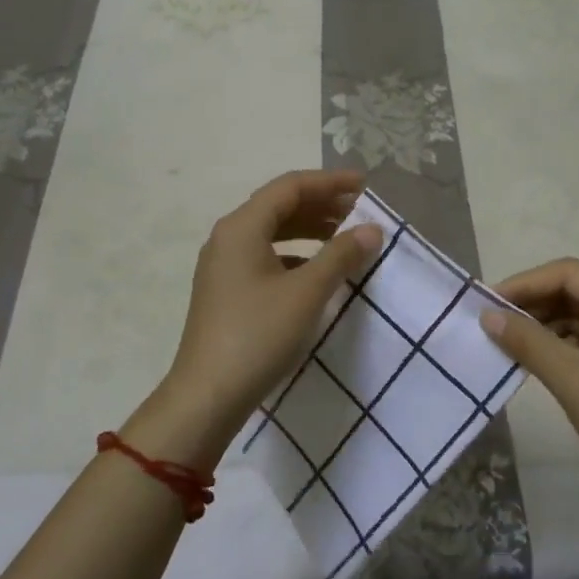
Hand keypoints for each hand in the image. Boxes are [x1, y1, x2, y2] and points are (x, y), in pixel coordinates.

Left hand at [141, 169, 381, 467]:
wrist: (207, 396)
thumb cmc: (258, 336)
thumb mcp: (307, 293)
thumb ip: (341, 255)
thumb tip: (371, 229)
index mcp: (242, 227)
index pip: (290, 187)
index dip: (330, 182)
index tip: (365, 186)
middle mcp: (228, 237)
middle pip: (279, 205)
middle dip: (321, 204)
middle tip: (359, 211)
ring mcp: (223, 264)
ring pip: (272, 231)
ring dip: (309, 228)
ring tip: (344, 236)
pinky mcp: (226, 289)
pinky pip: (265, 254)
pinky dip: (295, 253)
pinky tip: (316, 269)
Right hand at [482, 258, 578, 529]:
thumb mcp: (576, 381)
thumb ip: (529, 342)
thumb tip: (487, 316)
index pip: (570, 274)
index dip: (525, 283)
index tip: (487, 303)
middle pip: (577, 292)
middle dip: (533, 304)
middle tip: (491, 322)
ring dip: (544, 326)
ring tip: (506, 341)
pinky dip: (560, 347)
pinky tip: (534, 360)